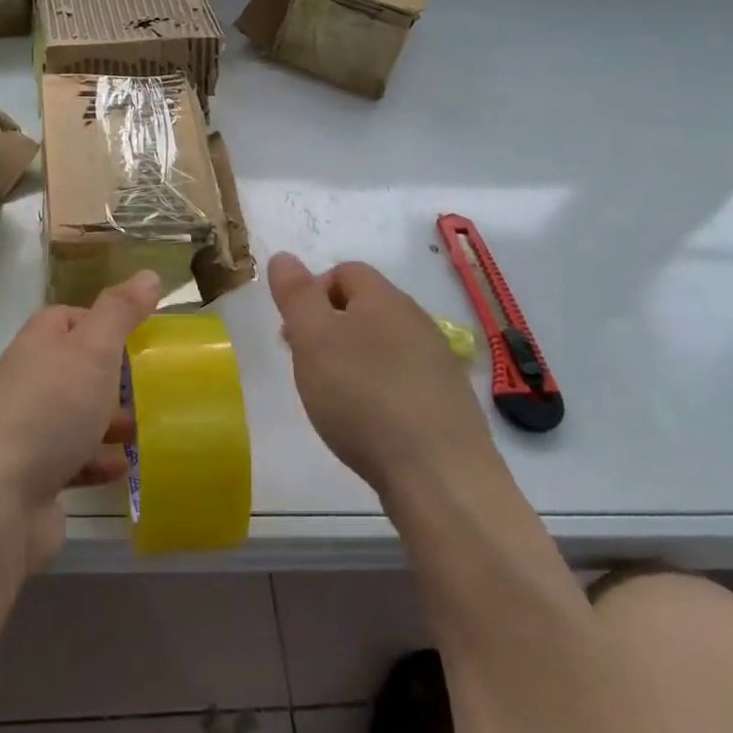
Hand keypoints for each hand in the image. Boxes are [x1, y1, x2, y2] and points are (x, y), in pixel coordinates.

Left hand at [0, 272, 160, 571]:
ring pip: (75, 415)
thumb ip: (120, 312)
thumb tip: (148, 275)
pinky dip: (98, 460)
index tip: (141, 335)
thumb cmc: (50, 410)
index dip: (104, 321)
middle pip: (74, 367)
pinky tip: (124, 468)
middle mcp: (28, 380)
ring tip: (145, 428)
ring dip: (109, 420)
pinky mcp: (33, 475)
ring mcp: (27, 430)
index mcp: (37, 343)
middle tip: (152, 384)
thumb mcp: (93, 349)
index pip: (69, 317)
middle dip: (113, 375)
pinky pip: (73, 459)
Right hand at [268, 252, 495, 499]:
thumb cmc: (363, 396)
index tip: (294, 332)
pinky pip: (403, 380)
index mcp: (384, 297)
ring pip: (383, 345)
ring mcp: (438, 362)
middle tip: (308, 365)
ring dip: (354, 360)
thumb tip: (284, 256)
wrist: (440, 476)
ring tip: (334, 398)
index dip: (312, 292)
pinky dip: (380, 391)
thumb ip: (296, 294)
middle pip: (364, 307)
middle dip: (329, 328)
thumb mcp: (313, 338)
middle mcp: (416, 320)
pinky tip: (370, 423)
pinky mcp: (448, 403)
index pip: (344, 271)